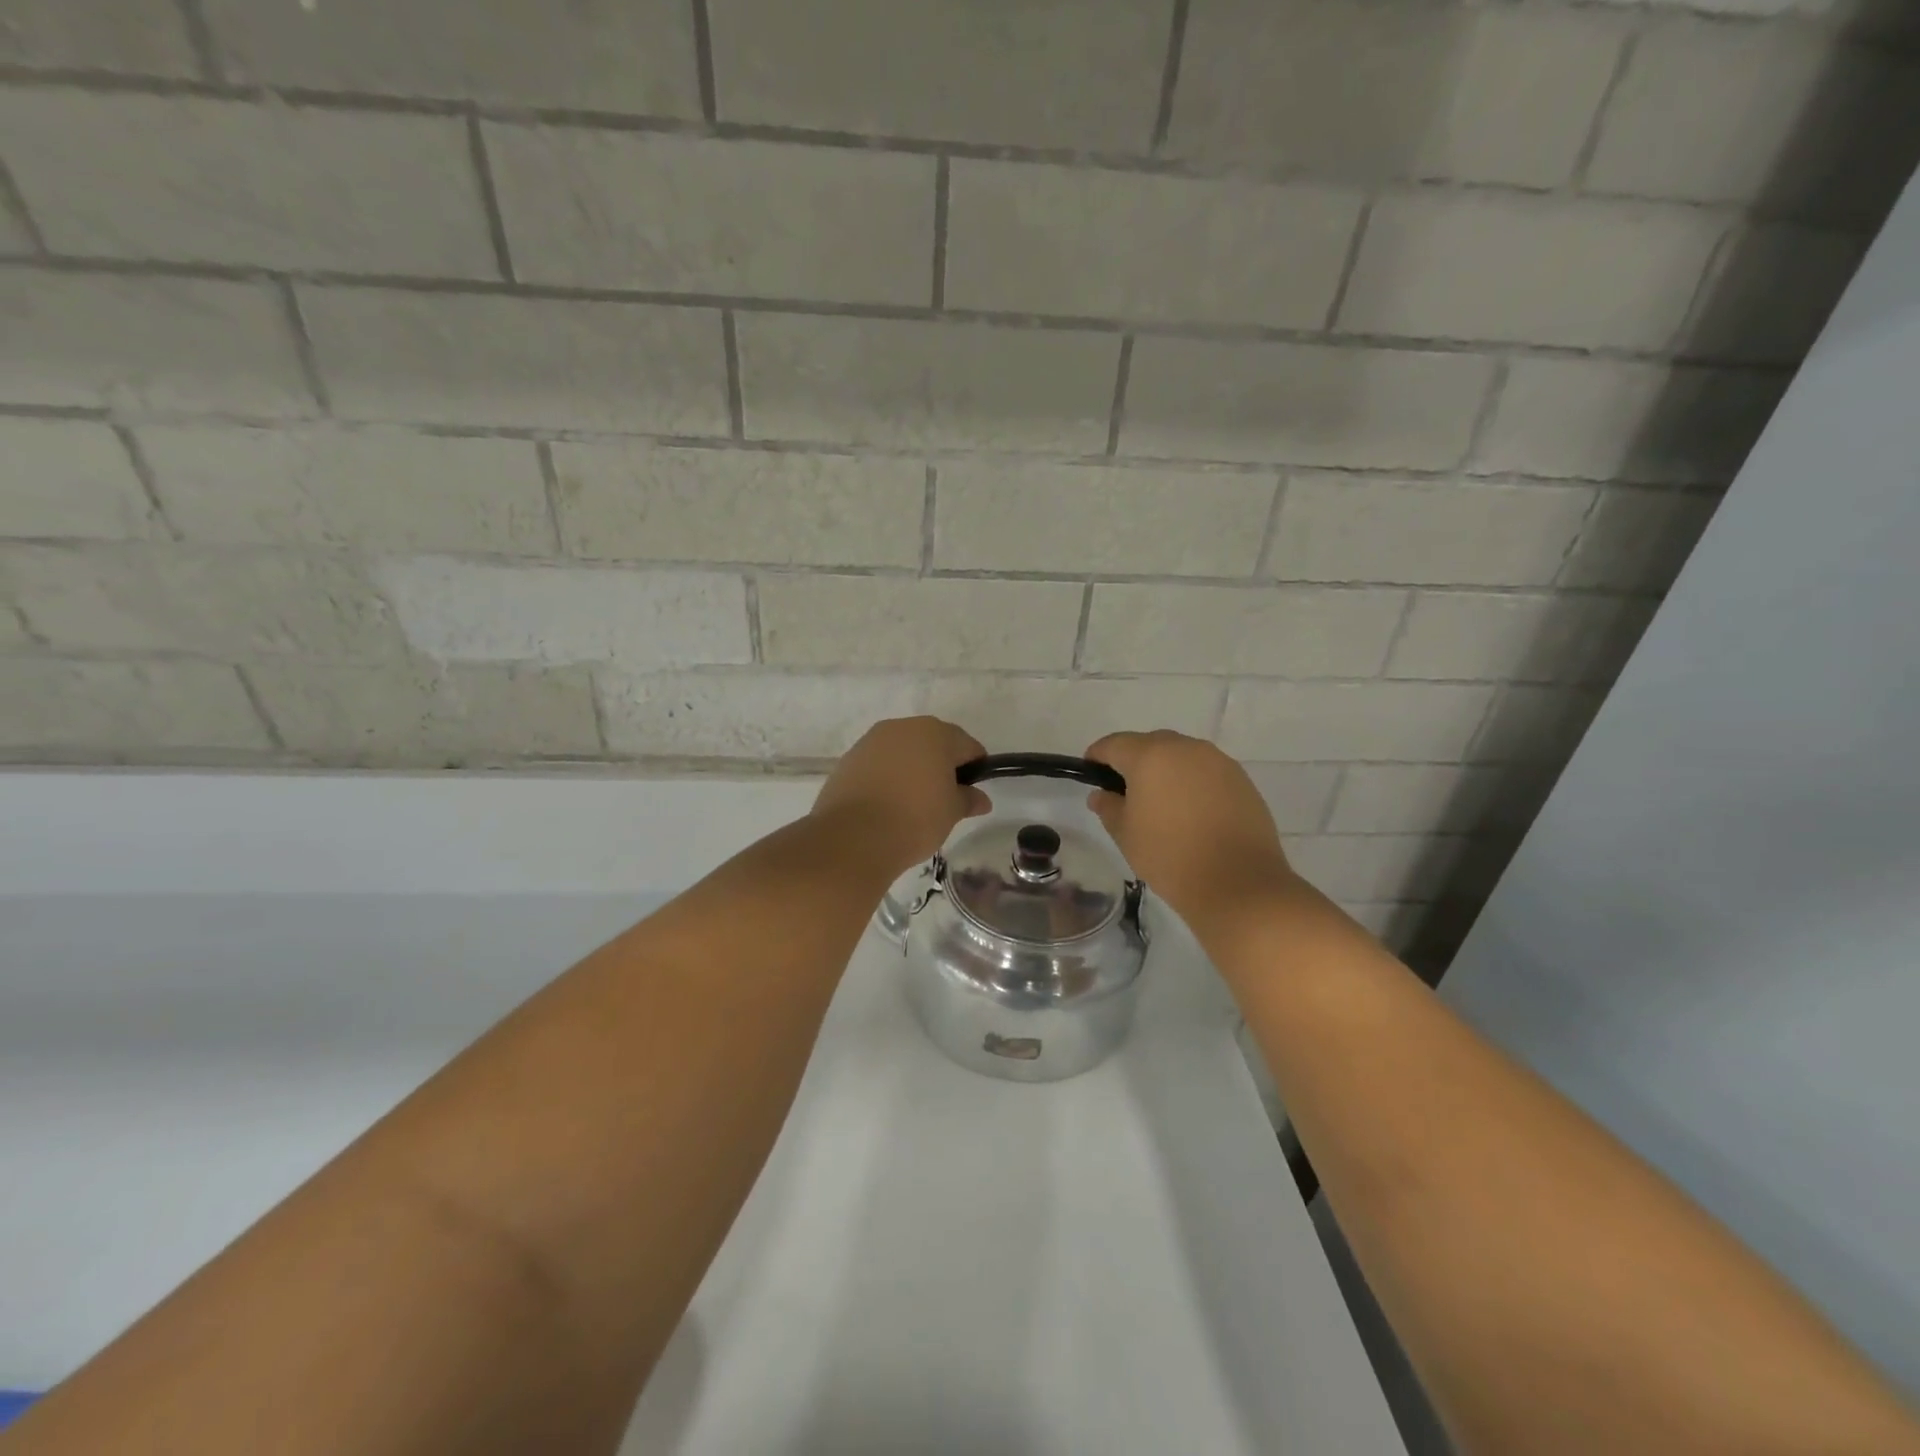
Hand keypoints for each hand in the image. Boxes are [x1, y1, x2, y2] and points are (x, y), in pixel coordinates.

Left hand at [812, 717, 990, 872]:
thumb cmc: (915, 818)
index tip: (973, 792)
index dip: (976, 767)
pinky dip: (888, 776)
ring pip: (903, 751)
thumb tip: (981, 799)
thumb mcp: (951, 812)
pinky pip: (879, 764)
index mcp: (935, 733)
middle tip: (945, 797)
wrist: (854, 837)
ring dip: (912, 768)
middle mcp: (902, 727)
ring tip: (914, 802)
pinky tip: (888, 803)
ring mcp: (871, 741)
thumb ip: (968, 799)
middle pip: (933, 742)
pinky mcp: (849, 759)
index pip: (967, 746)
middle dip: (942, 764)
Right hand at [1085, 730, 1297, 932]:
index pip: (1114, 744)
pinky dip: (1192, 783)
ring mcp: (1218, 762)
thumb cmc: (1169, 857)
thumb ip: (1109, 807)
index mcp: (1150, 756)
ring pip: (1181, 756)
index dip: (1097, 756)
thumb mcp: (1126, 834)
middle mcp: (1185, 748)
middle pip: (1150, 744)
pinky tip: (1191, 811)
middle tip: (1125, 790)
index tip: (1090, 772)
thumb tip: (1101, 794)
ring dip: (1166, 770)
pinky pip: (1206, 772)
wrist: (1238, 884)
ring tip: (1160, 801)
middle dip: (1133, 761)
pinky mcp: (1241, 780)